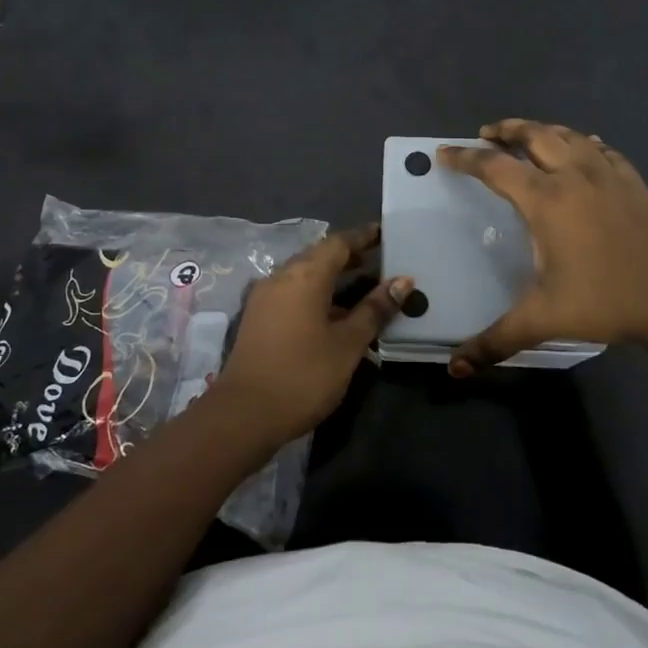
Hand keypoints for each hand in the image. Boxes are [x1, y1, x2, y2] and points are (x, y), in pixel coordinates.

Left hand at [214, 224, 412, 447]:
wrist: (244, 414)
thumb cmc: (304, 375)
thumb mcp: (348, 343)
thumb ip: (375, 309)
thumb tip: (403, 281)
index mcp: (305, 275)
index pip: (338, 243)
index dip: (363, 237)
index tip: (385, 233)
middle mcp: (281, 277)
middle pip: (319, 256)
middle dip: (349, 256)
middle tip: (380, 260)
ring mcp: (265, 298)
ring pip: (304, 276)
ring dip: (332, 277)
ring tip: (363, 287)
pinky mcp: (258, 318)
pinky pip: (292, 293)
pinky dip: (316, 294)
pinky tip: (334, 313)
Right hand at [439, 120, 647, 373]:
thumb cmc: (604, 302)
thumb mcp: (543, 320)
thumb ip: (495, 341)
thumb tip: (454, 368)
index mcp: (546, 201)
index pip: (495, 167)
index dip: (465, 158)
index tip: (444, 152)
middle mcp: (574, 176)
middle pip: (534, 135)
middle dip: (506, 129)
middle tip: (486, 133)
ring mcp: (608, 175)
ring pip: (569, 135)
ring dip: (542, 130)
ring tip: (527, 135)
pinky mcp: (633, 183)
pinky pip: (603, 150)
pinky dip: (584, 143)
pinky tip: (585, 148)